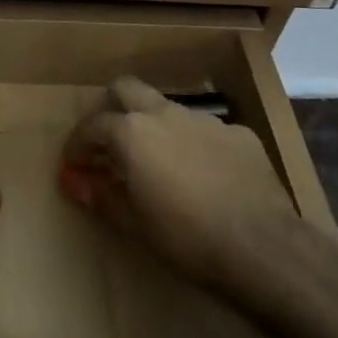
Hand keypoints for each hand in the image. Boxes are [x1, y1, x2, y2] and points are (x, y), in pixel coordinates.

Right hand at [60, 77, 300, 303]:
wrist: (264, 248)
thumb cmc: (187, 239)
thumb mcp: (134, 224)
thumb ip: (100, 195)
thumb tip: (74, 182)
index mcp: (131, 132)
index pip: (91, 126)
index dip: (78, 144)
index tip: (74, 163)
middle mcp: (163, 113)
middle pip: (125, 89)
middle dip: (111, 109)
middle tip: (110, 143)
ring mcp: (204, 120)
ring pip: (166, 108)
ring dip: (153, 126)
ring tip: (158, 163)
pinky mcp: (238, 133)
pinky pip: (204, 131)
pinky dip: (193, 145)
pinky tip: (203, 177)